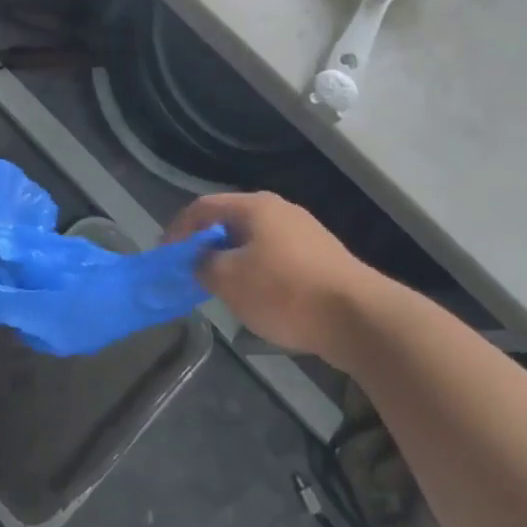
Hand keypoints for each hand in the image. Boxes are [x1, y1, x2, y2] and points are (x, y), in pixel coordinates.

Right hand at [166, 192, 379, 363]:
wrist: (360, 319)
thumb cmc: (285, 292)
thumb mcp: (229, 280)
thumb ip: (203, 265)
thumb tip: (199, 261)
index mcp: (254, 207)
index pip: (202, 207)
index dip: (178, 229)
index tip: (165, 256)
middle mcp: (280, 211)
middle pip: (229, 221)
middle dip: (205, 245)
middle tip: (190, 271)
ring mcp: (305, 233)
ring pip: (253, 240)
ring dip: (231, 260)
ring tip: (221, 287)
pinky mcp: (322, 258)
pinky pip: (276, 257)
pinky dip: (257, 271)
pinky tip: (258, 298)